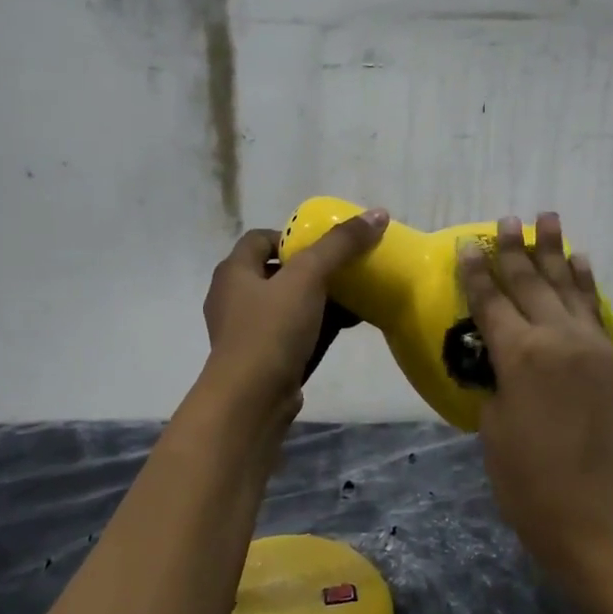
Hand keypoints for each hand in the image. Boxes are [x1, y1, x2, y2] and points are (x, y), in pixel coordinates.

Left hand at [202, 209, 388, 408]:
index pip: (260, 239)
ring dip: (319, 300)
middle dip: (314, 269)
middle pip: (278, 272)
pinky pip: (293, 333)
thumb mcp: (308, 278)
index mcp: (234, 271)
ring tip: (356, 296)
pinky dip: (317, 326)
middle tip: (348, 269)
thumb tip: (378, 213)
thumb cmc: (271, 330)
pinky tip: (346, 327)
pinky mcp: (263, 359)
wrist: (251, 399)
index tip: (326, 244)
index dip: (293, 236)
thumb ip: (341, 245)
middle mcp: (234, 298)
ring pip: (288, 305)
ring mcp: (247, 332)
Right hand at [458, 213, 612, 571]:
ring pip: (568, 287)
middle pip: (531, 284)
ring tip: (547, 219)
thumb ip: (496, 384)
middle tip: (507, 220)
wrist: (602, 520)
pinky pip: (596, 310)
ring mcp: (593, 347)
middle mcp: (558, 339)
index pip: (491, 301)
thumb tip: (500, 361)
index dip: (477, 271)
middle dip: (516, 250)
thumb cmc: (531, 485)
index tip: (469, 243)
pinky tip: (581, 263)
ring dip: (555, 252)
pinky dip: (587, 284)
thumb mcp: (494, 431)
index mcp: (519, 356)